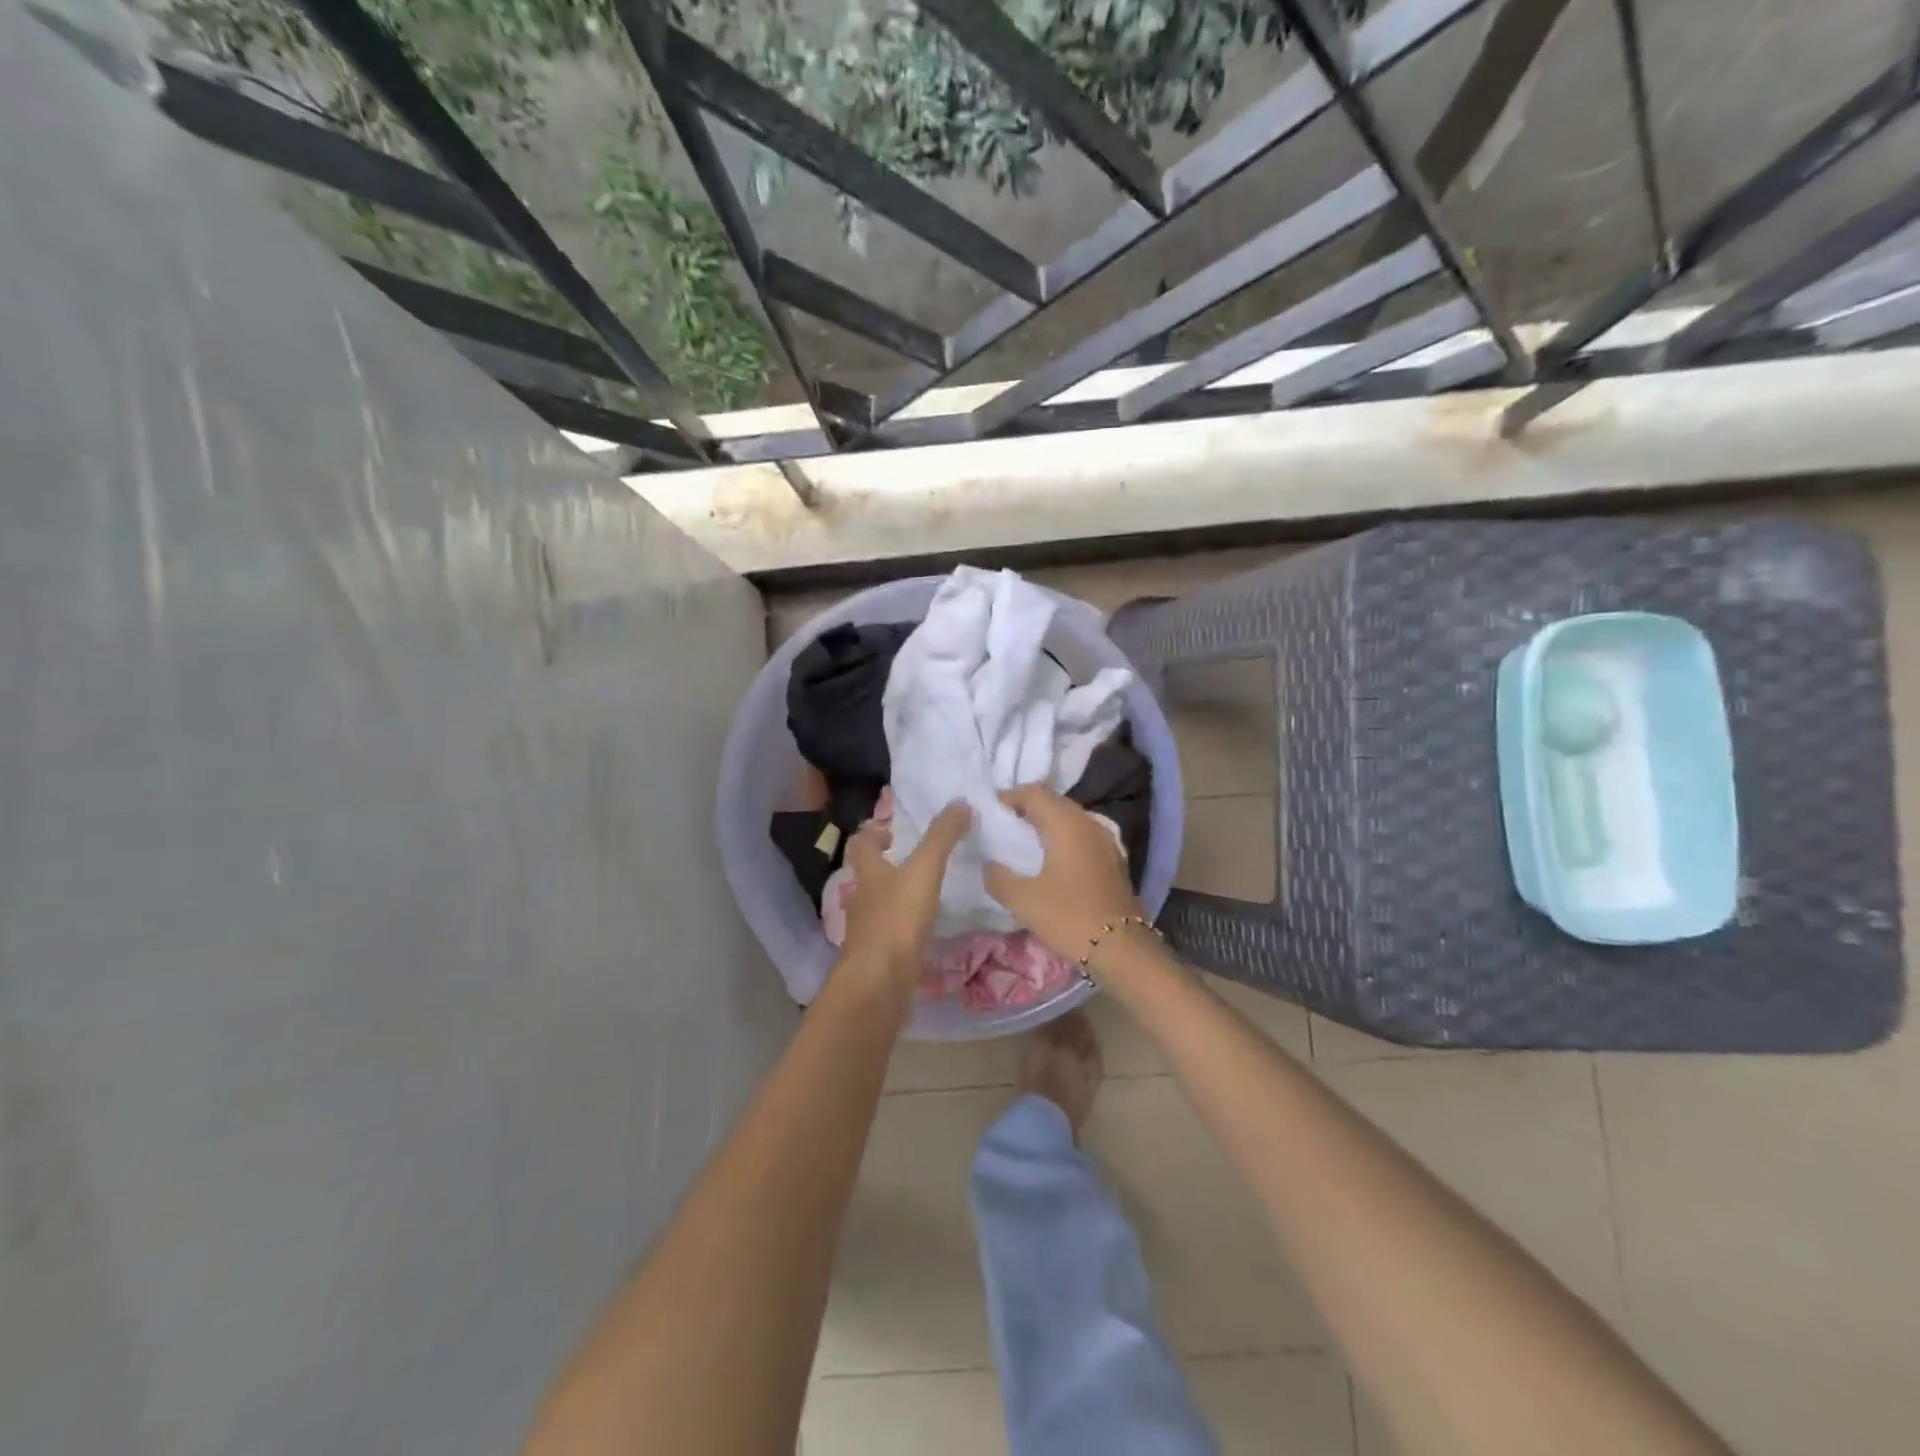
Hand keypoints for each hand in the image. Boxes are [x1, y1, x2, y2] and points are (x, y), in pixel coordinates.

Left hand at [838, 803, 971, 996]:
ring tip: (927, 895)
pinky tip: (925, 932)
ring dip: (897, 898)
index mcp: (868, 873)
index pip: (861, 843)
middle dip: (888, 867)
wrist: (879, 982)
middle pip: (869, 876)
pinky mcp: (878, 958)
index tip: (893, 832)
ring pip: (879, 906)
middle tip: (917, 862)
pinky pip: (890, 935)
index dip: (873, 832)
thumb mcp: (924, 869)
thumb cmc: (897, 918)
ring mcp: (867, 931)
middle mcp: (862, 899)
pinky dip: (904, 929)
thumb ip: (942, 837)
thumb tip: (960, 802)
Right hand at [984, 785, 1143, 965]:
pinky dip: (1062, 839)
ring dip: (1046, 824)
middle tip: (1003, 824)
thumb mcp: (1023, 900)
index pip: (1035, 793)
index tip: (990, 811)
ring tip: (1023, 842)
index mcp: (1068, 825)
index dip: (1010, 796)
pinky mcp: (1112, 860)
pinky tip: (1050, 861)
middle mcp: (1090, 824)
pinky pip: (1082, 836)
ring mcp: (1106, 842)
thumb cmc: (1070, 917)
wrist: (1122, 949)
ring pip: (1070, 819)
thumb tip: (988, 865)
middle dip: (1027, 808)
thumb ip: (998, 877)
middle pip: (1054, 802)